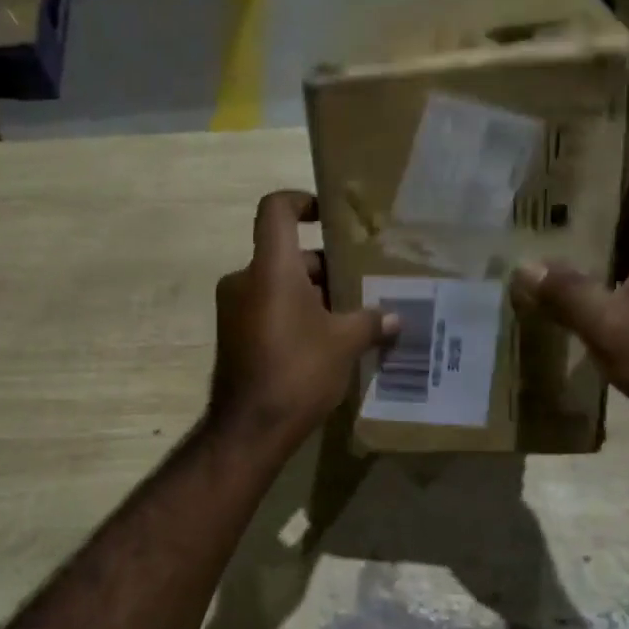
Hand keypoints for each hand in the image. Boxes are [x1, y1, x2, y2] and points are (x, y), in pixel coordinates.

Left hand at [209, 191, 397, 452]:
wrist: (249, 428)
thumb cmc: (298, 371)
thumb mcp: (344, 344)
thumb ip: (370, 322)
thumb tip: (395, 319)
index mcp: (270, 268)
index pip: (276, 209)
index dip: (301, 200)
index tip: (328, 216)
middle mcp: (245, 280)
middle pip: (285, 254)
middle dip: (323, 266)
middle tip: (360, 282)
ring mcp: (234, 310)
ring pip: (277, 286)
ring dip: (311, 295)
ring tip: (350, 315)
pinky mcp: (233, 336)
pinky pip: (267, 310)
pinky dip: (294, 315)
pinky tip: (325, 341)